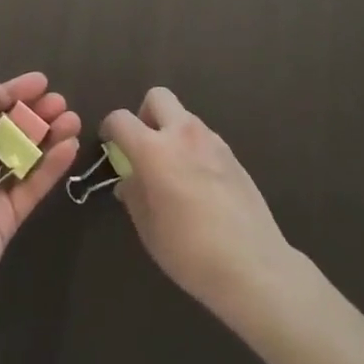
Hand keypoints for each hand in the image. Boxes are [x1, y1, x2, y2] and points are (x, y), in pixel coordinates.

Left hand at [0, 72, 80, 334]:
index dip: (10, 94)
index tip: (40, 82)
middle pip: (4, 131)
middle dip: (31, 114)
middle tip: (61, 102)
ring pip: (21, 157)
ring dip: (45, 137)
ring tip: (73, 120)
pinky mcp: (5, 222)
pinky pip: (30, 188)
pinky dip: (49, 168)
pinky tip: (69, 149)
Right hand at [102, 88, 294, 322]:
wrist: (254, 266)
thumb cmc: (191, 252)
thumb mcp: (149, 229)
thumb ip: (134, 194)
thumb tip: (129, 179)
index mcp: (155, 150)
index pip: (121, 119)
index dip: (110, 128)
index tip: (110, 145)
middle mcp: (183, 134)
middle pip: (157, 97)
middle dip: (145, 114)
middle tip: (145, 147)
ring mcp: (212, 141)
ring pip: (184, 116)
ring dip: (172, 131)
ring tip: (175, 171)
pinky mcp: (233, 154)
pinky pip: (204, 137)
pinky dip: (193, 148)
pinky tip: (199, 183)